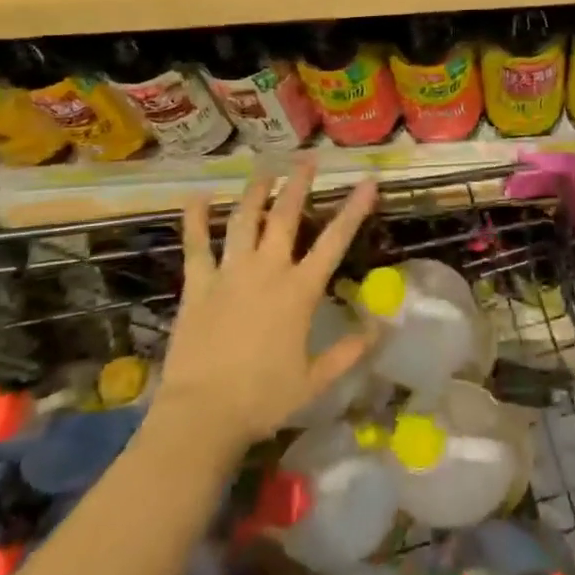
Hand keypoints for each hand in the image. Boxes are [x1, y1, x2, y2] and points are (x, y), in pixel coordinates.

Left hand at [150, 160, 376, 457]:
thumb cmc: (264, 399)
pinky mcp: (197, 285)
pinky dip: (196, 220)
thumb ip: (348, 352)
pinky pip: (196, 246)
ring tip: (264, 169)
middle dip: (299, 185)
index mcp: (300, 291)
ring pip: (244, 221)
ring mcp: (230, 274)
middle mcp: (267, 270)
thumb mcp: (315, 380)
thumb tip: (379, 330)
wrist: (203, 414)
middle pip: (286, 217)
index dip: (354, 209)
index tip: (367, 182)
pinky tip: (198, 198)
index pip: (335, 241)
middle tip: (307, 160)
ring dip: (256, 192)